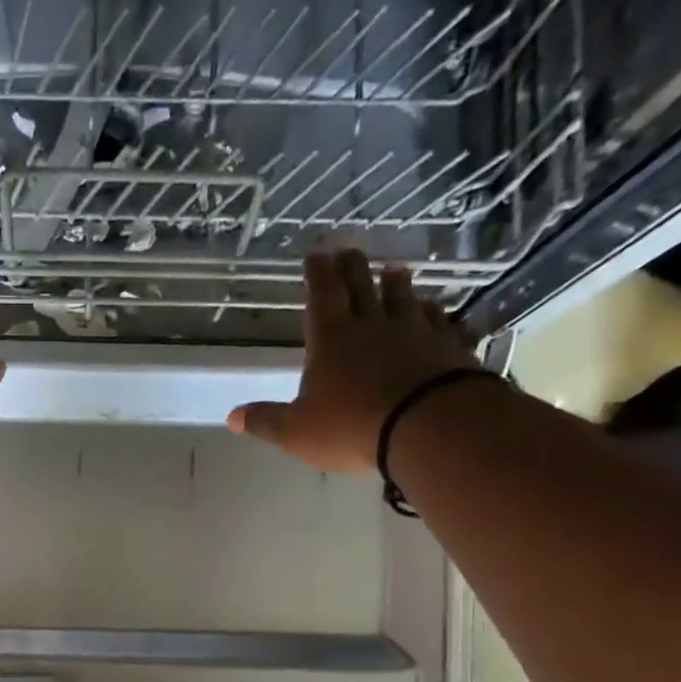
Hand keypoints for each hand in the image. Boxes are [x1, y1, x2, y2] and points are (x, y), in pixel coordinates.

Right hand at [227, 251, 479, 474]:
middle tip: (349, 250)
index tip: (315, 253)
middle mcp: (373, 325)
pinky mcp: (448, 346)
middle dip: (353, 267)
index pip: (321, 294)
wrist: (428, 426)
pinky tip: (436, 311)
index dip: (317, 272)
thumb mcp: (297, 431)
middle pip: (362, 285)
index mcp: (331, 338)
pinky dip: (435, 313)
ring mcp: (415, 332)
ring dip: (397, 284)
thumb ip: (266, 421)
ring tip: (395, 271)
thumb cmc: (352, 427)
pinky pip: (440, 321)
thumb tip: (232, 417)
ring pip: (404, 297)